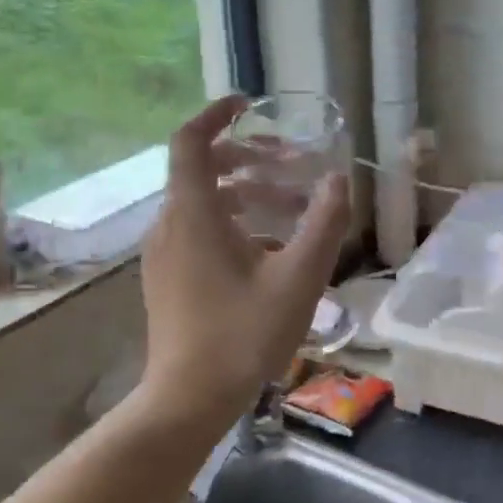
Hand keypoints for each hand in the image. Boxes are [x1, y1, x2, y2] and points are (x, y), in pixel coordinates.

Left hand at [140, 96, 349, 423]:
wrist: (189, 398)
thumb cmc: (244, 334)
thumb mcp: (298, 278)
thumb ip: (323, 223)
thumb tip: (339, 179)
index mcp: (193, 214)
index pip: (190, 141)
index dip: (217, 114)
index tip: (250, 105)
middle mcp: (170, 225)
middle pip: (201, 169)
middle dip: (248, 157)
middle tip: (292, 163)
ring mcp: (163, 254)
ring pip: (202, 202)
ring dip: (246, 193)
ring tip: (293, 207)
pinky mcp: (167, 278)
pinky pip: (197, 231)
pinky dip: (232, 222)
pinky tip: (270, 249)